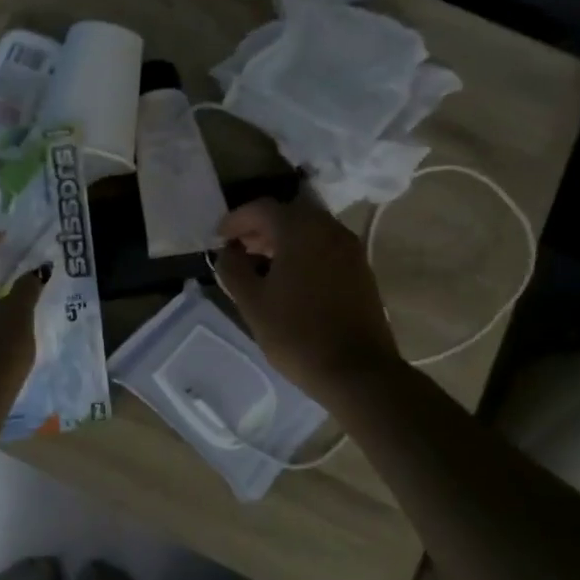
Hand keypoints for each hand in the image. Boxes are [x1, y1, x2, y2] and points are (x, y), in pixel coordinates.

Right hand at [213, 197, 401, 399]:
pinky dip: (302, 252)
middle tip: (238, 248)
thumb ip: (233, 268)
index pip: (262, 208)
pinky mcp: (360, 270)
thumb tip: (228, 252)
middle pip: (288, 214)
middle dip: (259, 227)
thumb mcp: (252, 301)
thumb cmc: (297, 333)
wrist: (356, 371)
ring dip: (281, 240)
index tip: (219, 238)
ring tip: (259, 264)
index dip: (236, 220)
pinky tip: (287, 278)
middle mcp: (329, 229)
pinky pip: (324, 247)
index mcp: (301, 230)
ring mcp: (349, 249)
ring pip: (308, 230)